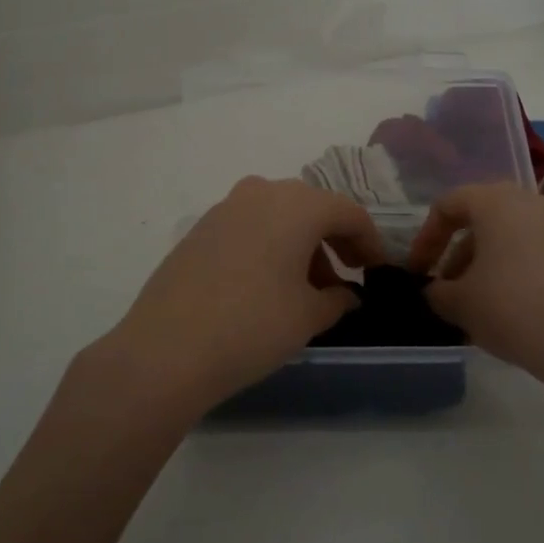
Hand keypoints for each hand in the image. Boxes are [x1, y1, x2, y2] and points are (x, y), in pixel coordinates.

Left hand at [82, 177, 386, 423]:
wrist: (166, 349)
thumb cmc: (252, 326)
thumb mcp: (308, 316)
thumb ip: (337, 299)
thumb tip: (345, 294)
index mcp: (297, 204)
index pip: (348, 213)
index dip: (369, 242)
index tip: (377, 271)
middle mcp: (261, 193)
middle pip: (312, 208)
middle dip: (333, 240)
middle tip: (345, 277)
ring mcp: (224, 208)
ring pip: (277, 216)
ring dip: (300, 245)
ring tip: (306, 289)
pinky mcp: (199, 229)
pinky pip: (248, 227)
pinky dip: (268, 247)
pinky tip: (266, 285)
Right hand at [406, 182, 543, 376]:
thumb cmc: (512, 307)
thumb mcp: (459, 303)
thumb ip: (437, 292)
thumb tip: (436, 290)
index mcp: (496, 201)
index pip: (449, 204)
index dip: (426, 238)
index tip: (418, 271)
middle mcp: (532, 202)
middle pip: (483, 219)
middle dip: (459, 254)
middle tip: (448, 289)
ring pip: (513, 238)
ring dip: (488, 265)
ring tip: (478, 306)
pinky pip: (538, 255)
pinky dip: (518, 274)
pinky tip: (513, 312)